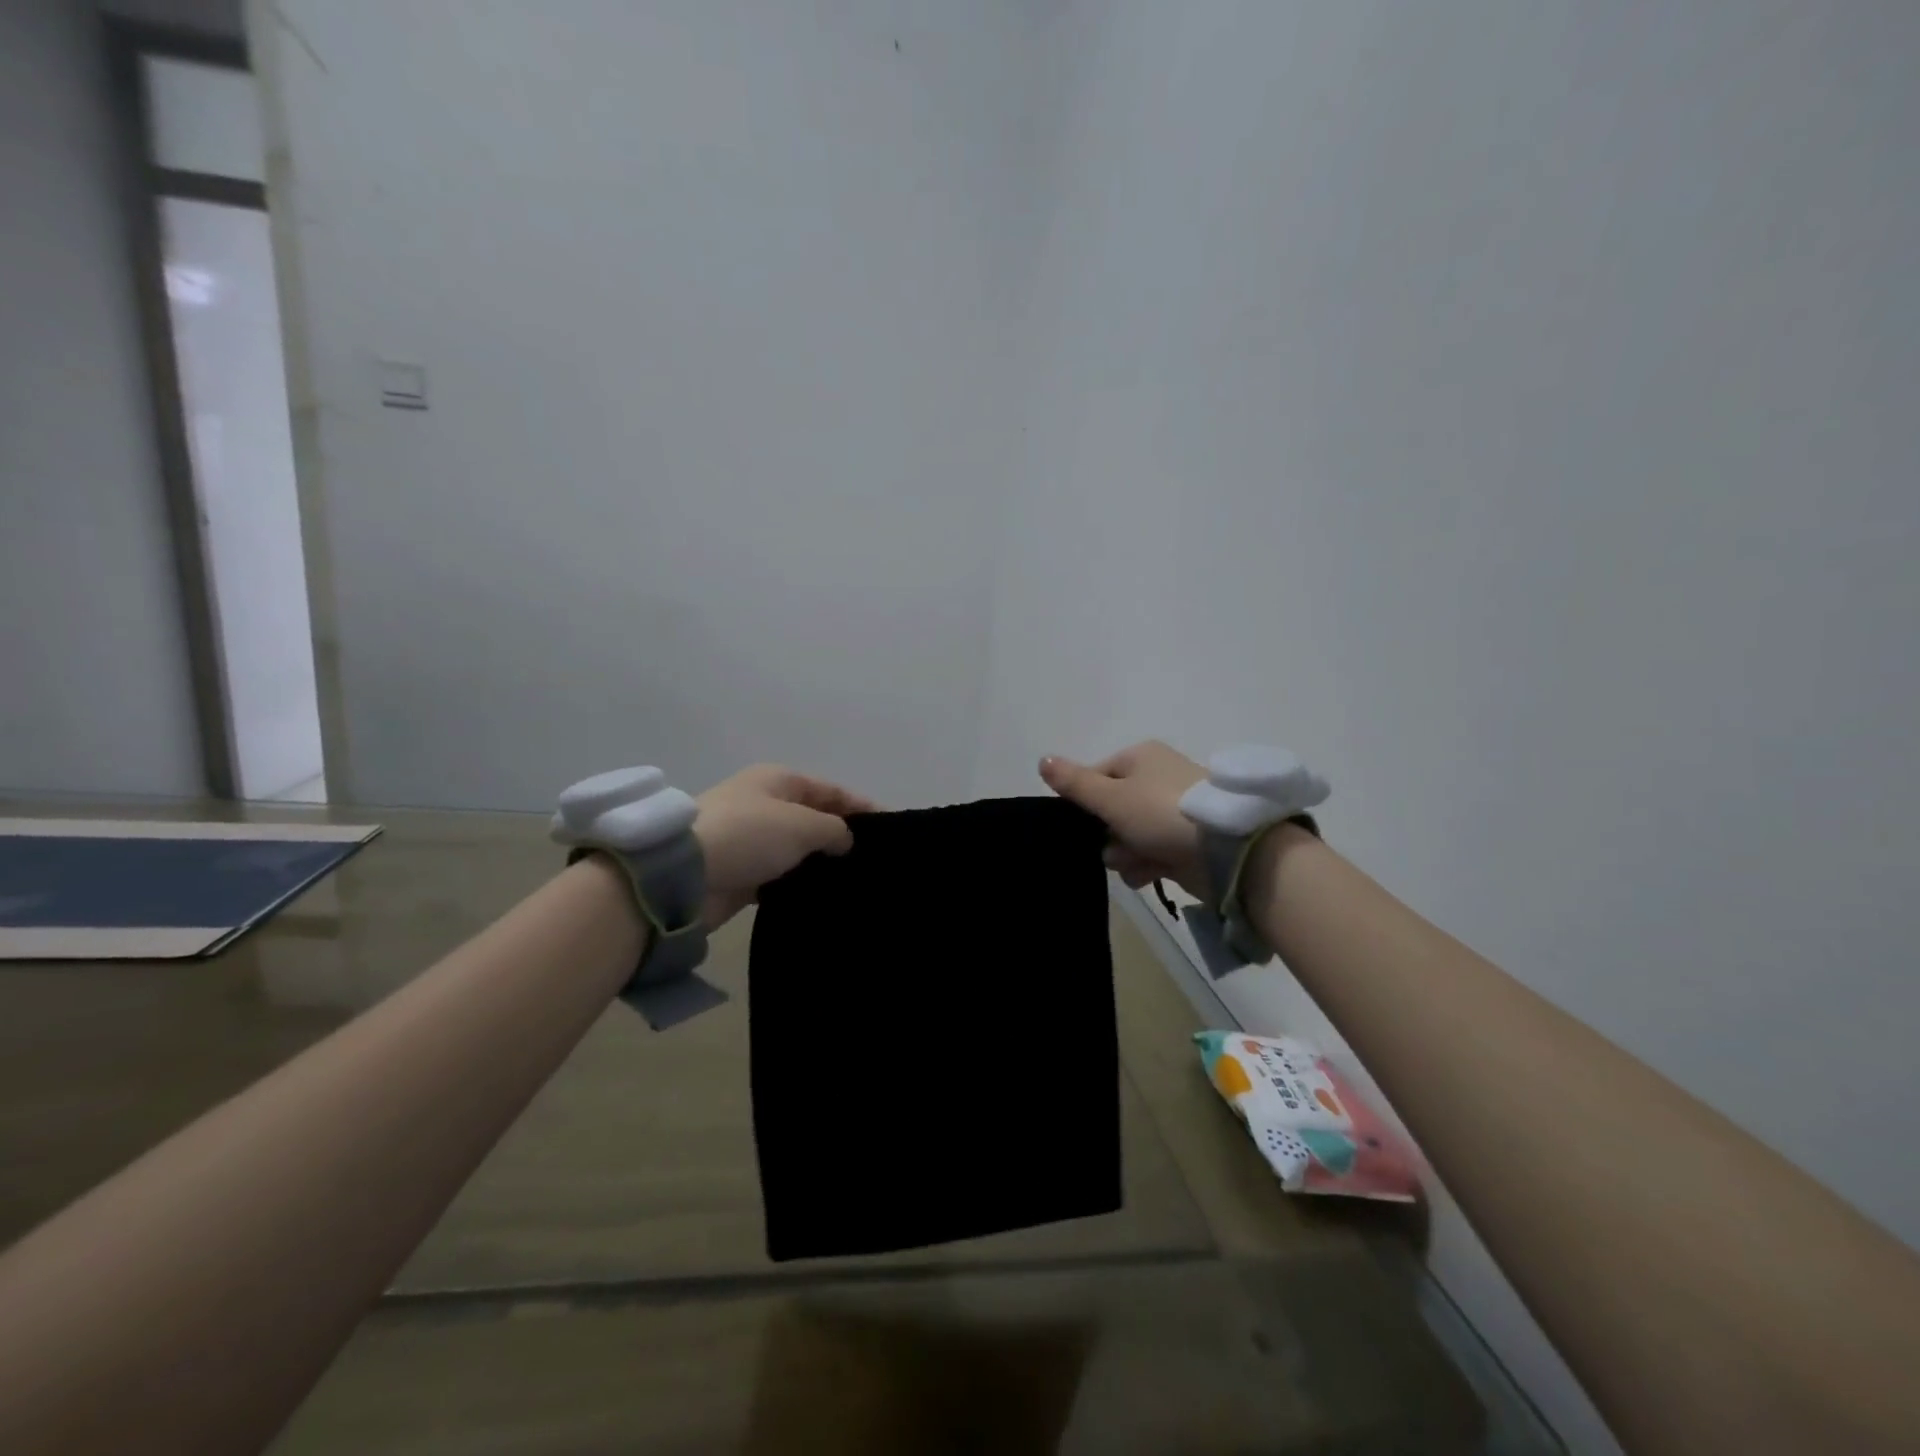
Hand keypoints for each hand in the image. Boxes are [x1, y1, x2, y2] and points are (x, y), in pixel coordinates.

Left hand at [694, 765, 876, 927]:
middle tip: (873, 859)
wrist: (685, 875)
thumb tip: (846, 840)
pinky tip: (822, 895)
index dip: (861, 806)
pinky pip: (780, 873)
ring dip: (820, 861)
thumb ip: (834, 829)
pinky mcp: (741, 872)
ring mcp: (751, 838)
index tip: (890, 828)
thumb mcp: (802, 824)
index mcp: (779, 780)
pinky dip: (799, 881)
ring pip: (797, 848)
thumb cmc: (750, 834)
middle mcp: (765, 803)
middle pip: (814, 817)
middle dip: (841, 835)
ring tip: (854, 880)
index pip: (831, 790)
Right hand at [1039, 741, 1208, 898]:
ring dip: (1126, 854)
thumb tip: (1042, 759)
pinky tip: (1151, 873)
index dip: (1086, 802)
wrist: (1226, 850)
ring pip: (1129, 835)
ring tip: (1137, 861)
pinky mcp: (1186, 841)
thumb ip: (1074, 783)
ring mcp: (1173, 811)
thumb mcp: (1110, 796)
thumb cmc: (1161, 813)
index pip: (1096, 776)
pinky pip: (1151, 852)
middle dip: (1107, 834)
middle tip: (1115, 845)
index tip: (1083, 822)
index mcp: (1141, 757)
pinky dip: (1147, 864)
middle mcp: (1157, 778)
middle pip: (1112, 809)